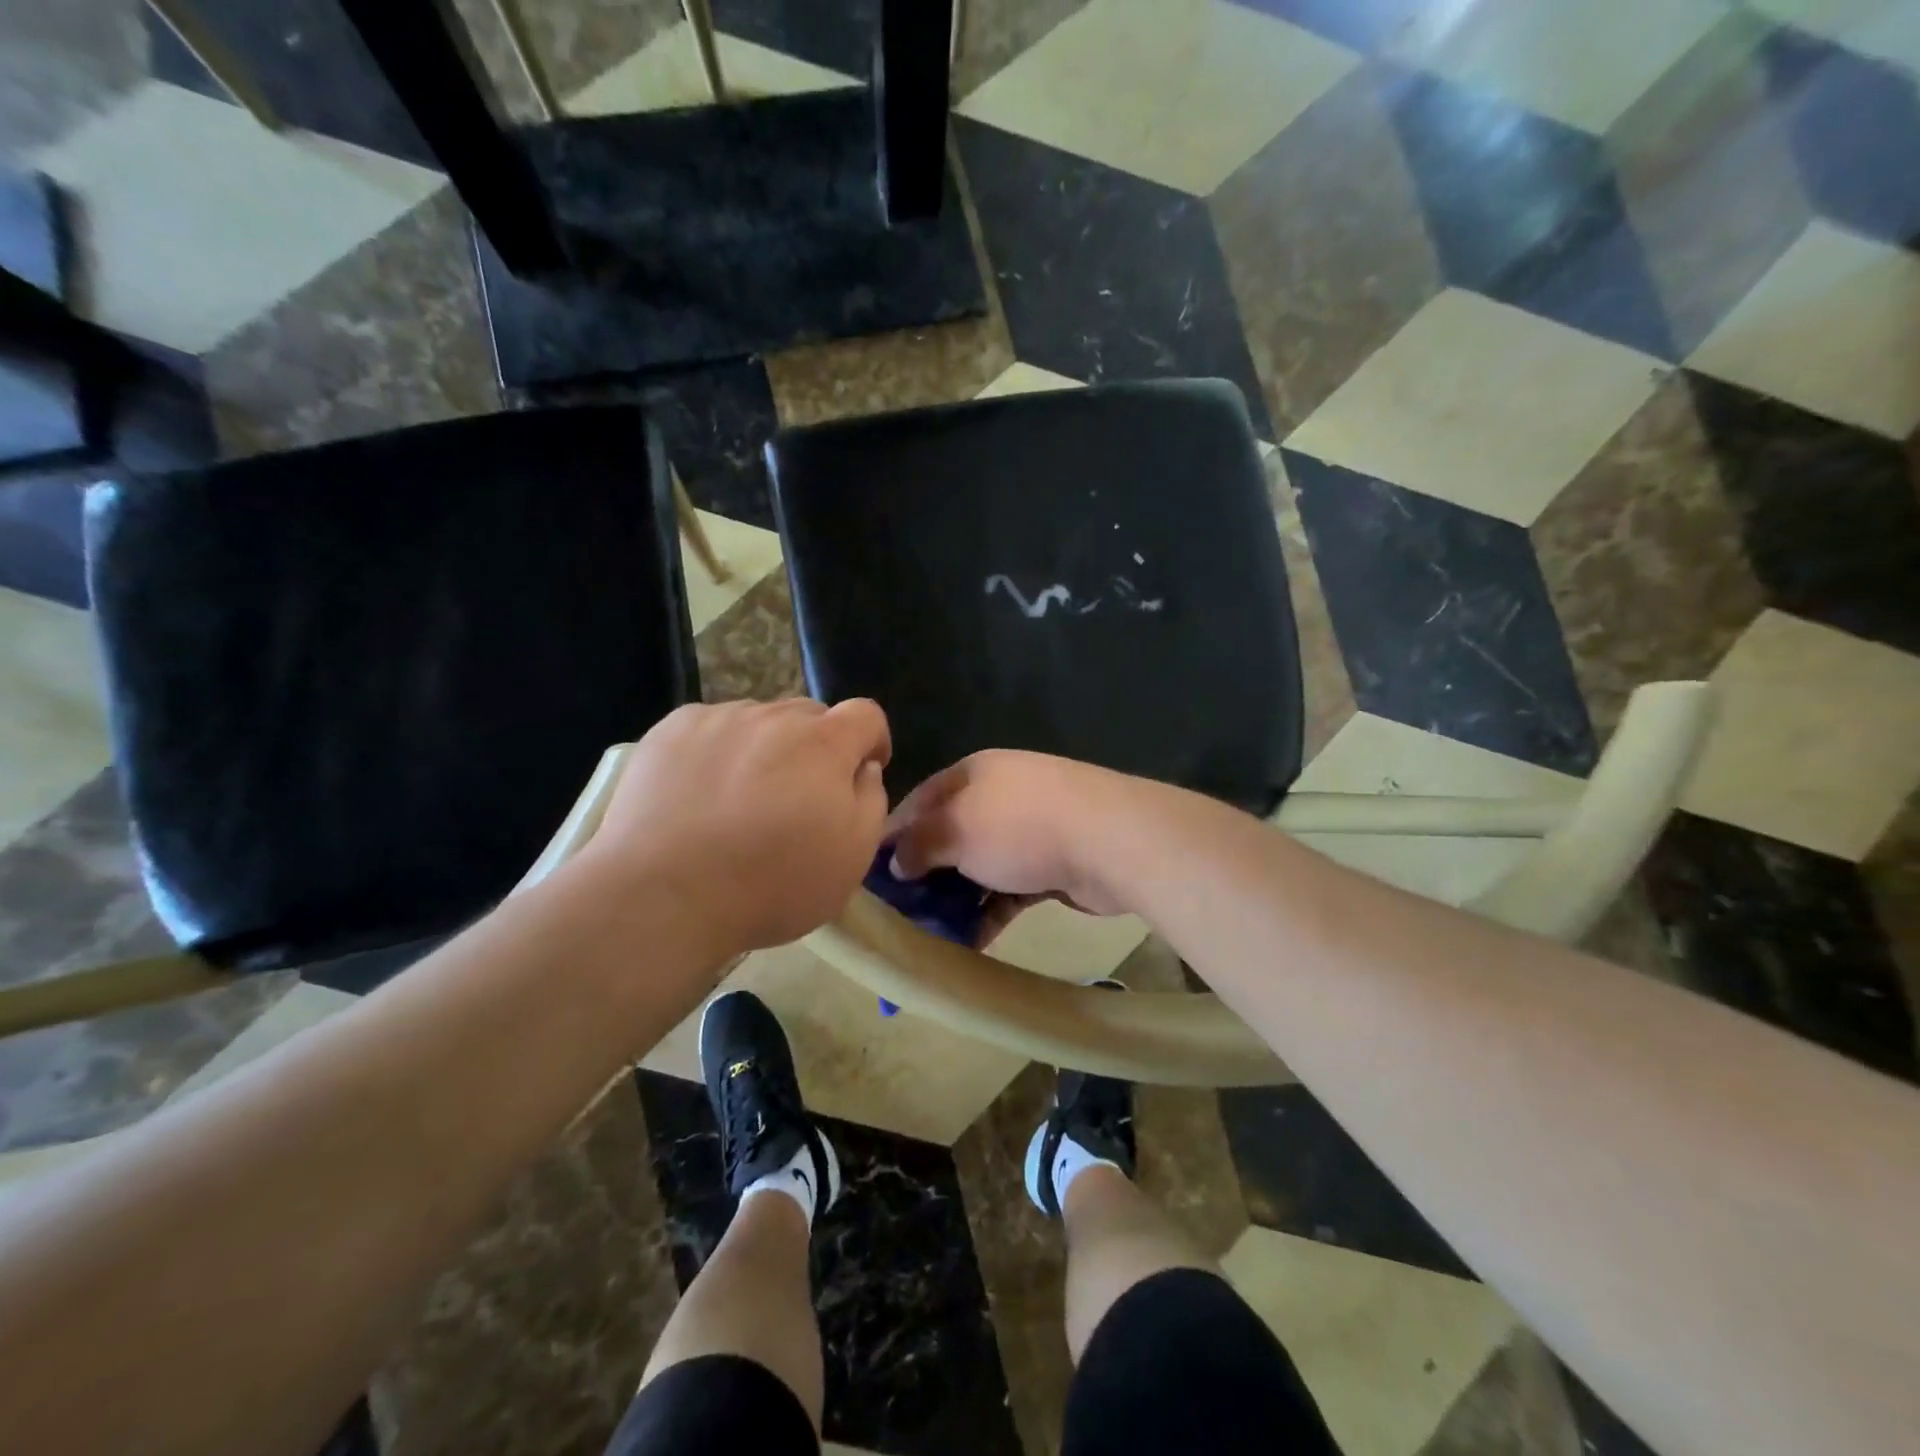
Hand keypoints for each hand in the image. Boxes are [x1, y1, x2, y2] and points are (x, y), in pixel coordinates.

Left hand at [581, 699, 891, 956]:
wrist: (664, 894)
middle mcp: (773, 717)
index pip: (866, 714)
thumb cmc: (773, 883)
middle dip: (816, 748)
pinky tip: (699, 794)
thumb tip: (862, 769)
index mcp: (824, 744)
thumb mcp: (853, 857)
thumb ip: (871, 801)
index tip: (861, 772)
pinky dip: (716, 752)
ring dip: (764, 749)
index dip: (872, 740)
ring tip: (739, 800)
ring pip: (758, 722)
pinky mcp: (671, 731)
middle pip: (809, 717)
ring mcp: (718, 719)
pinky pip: (710, 729)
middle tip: (797, 798)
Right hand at [885, 750, 1156, 918]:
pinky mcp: (1051, 865)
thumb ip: (920, 843)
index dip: (893, 833)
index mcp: (974, 774)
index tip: (871, 872)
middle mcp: (999, 796)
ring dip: (955, 898)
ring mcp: (1029, 831)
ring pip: (979, 866)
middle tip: (898, 911)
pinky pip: (1008, 890)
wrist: (1109, 841)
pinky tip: (970, 942)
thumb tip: (896, 860)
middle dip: (925, 872)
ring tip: (927, 934)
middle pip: (950, 835)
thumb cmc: (1020, 825)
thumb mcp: (956, 829)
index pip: (920, 800)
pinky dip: (988, 912)